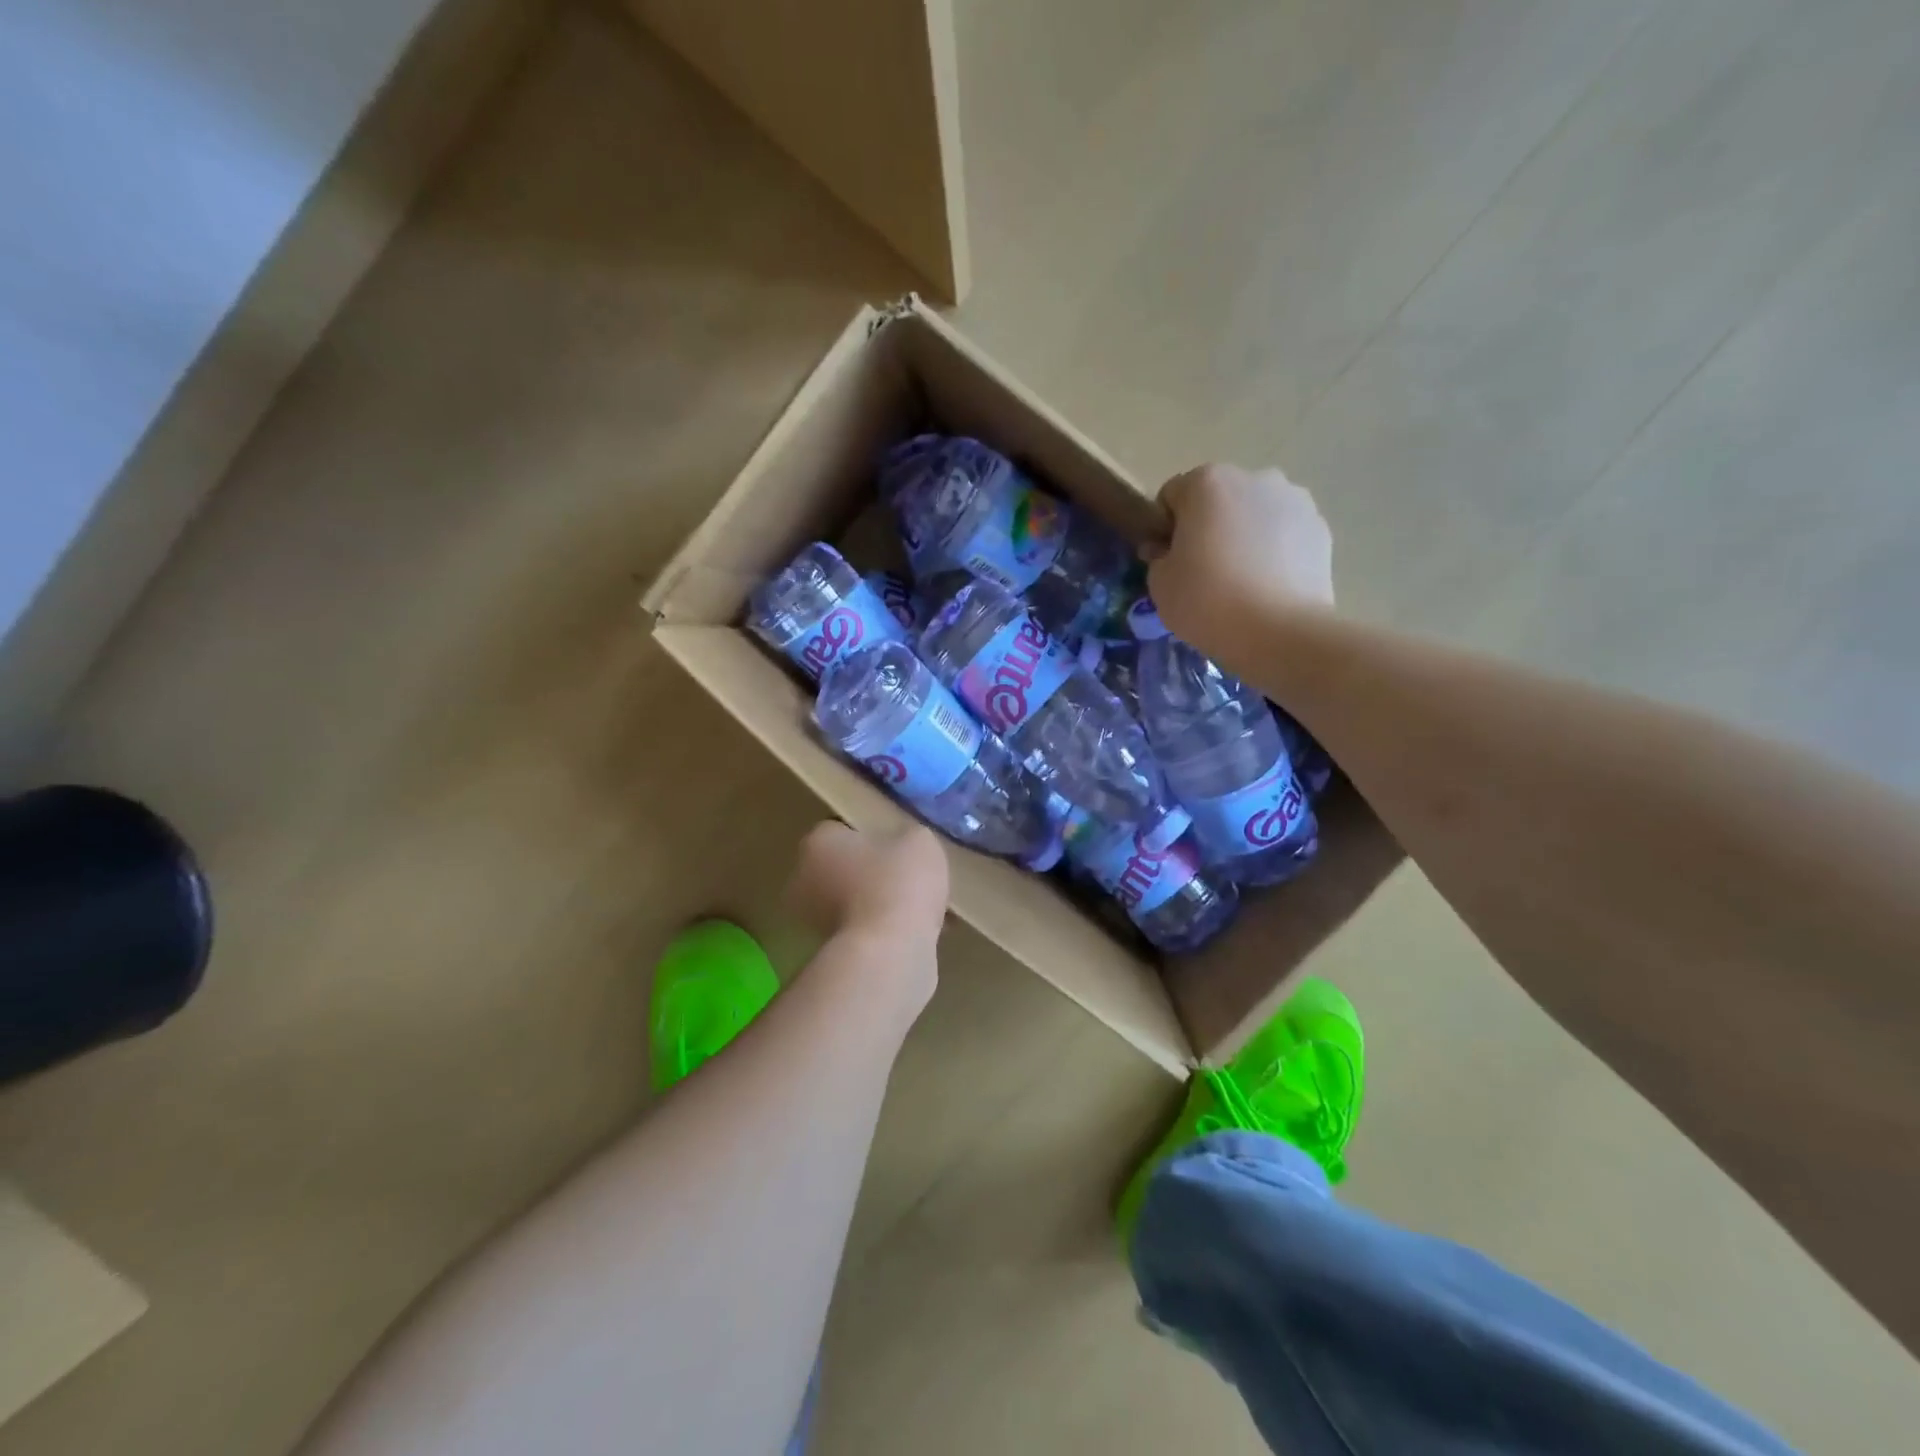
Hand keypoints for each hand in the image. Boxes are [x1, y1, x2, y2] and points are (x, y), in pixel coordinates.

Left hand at [787, 822, 948, 1008]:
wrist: (889, 952)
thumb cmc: (897, 881)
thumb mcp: (918, 840)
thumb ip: (906, 836)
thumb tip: (904, 845)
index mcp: (817, 842)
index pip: (841, 829)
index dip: (872, 834)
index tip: (899, 844)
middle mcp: (804, 879)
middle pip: (844, 867)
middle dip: (872, 871)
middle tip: (909, 875)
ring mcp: (813, 920)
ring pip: (854, 901)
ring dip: (879, 903)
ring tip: (920, 906)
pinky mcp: (830, 953)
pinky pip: (863, 931)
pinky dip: (884, 931)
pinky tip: (917, 932)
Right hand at [1147, 464, 1333, 650]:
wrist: (1280, 632)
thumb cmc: (1207, 601)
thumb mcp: (1160, 584)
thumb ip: (1158, 557)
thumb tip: (1165, 549)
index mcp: (1207, 482)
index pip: (1172, 497)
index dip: (1165, 529)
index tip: (1169, 561)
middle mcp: (1254, 477)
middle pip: (1218, 500)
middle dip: (1208, 527)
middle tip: (1204, 573)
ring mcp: (1294, 500)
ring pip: (1254, 514)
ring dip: (1244, 536)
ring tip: (1242, 582)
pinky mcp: (1320, 528)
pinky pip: (1284, 534)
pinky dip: (1274, 551)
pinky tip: (1268, 586)